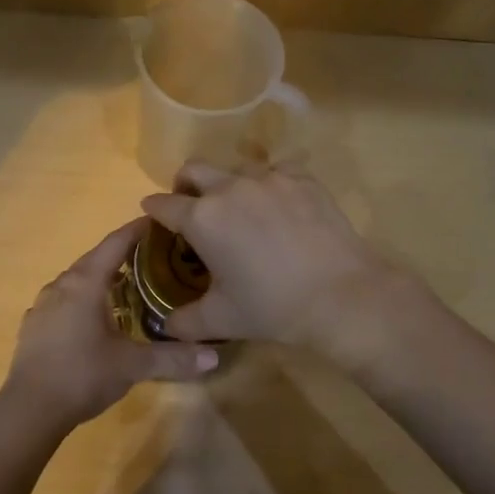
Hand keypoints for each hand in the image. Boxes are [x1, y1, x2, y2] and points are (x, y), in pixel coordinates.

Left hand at [0, 218, 218, 435]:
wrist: (29, 409)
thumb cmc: (82, 375)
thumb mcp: (132, 365)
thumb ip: (172, 357)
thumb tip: (213, 356)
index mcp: (85, 283)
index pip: (115, 243)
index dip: (137, 230)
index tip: (159, 221)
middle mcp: (61, 285)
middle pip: (95, 258)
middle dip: (123, 253)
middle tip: (152, 256)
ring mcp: (43, 305)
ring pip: (77, 280)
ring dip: (101, 277)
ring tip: (127, 285)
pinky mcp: (33, 325)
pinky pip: (63, 300)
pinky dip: (83, 299)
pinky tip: (94, 317)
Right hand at [140, 162, 413, 354]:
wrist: (341, 296)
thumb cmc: (272, 308)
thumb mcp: (220, 320)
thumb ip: (183, 322)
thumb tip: (165, 325)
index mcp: (202, 218)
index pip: (163, 205)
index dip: (153, 210)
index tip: (152, 215)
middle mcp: (229, 188)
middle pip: (193, 169)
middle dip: (184, 185)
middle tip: (191, 207)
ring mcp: (269, 178)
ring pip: (235, 168)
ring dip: (228, 184)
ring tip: (241, 211)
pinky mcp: (302, 179)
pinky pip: (276, 171)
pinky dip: (269, 186)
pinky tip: (279, 208)